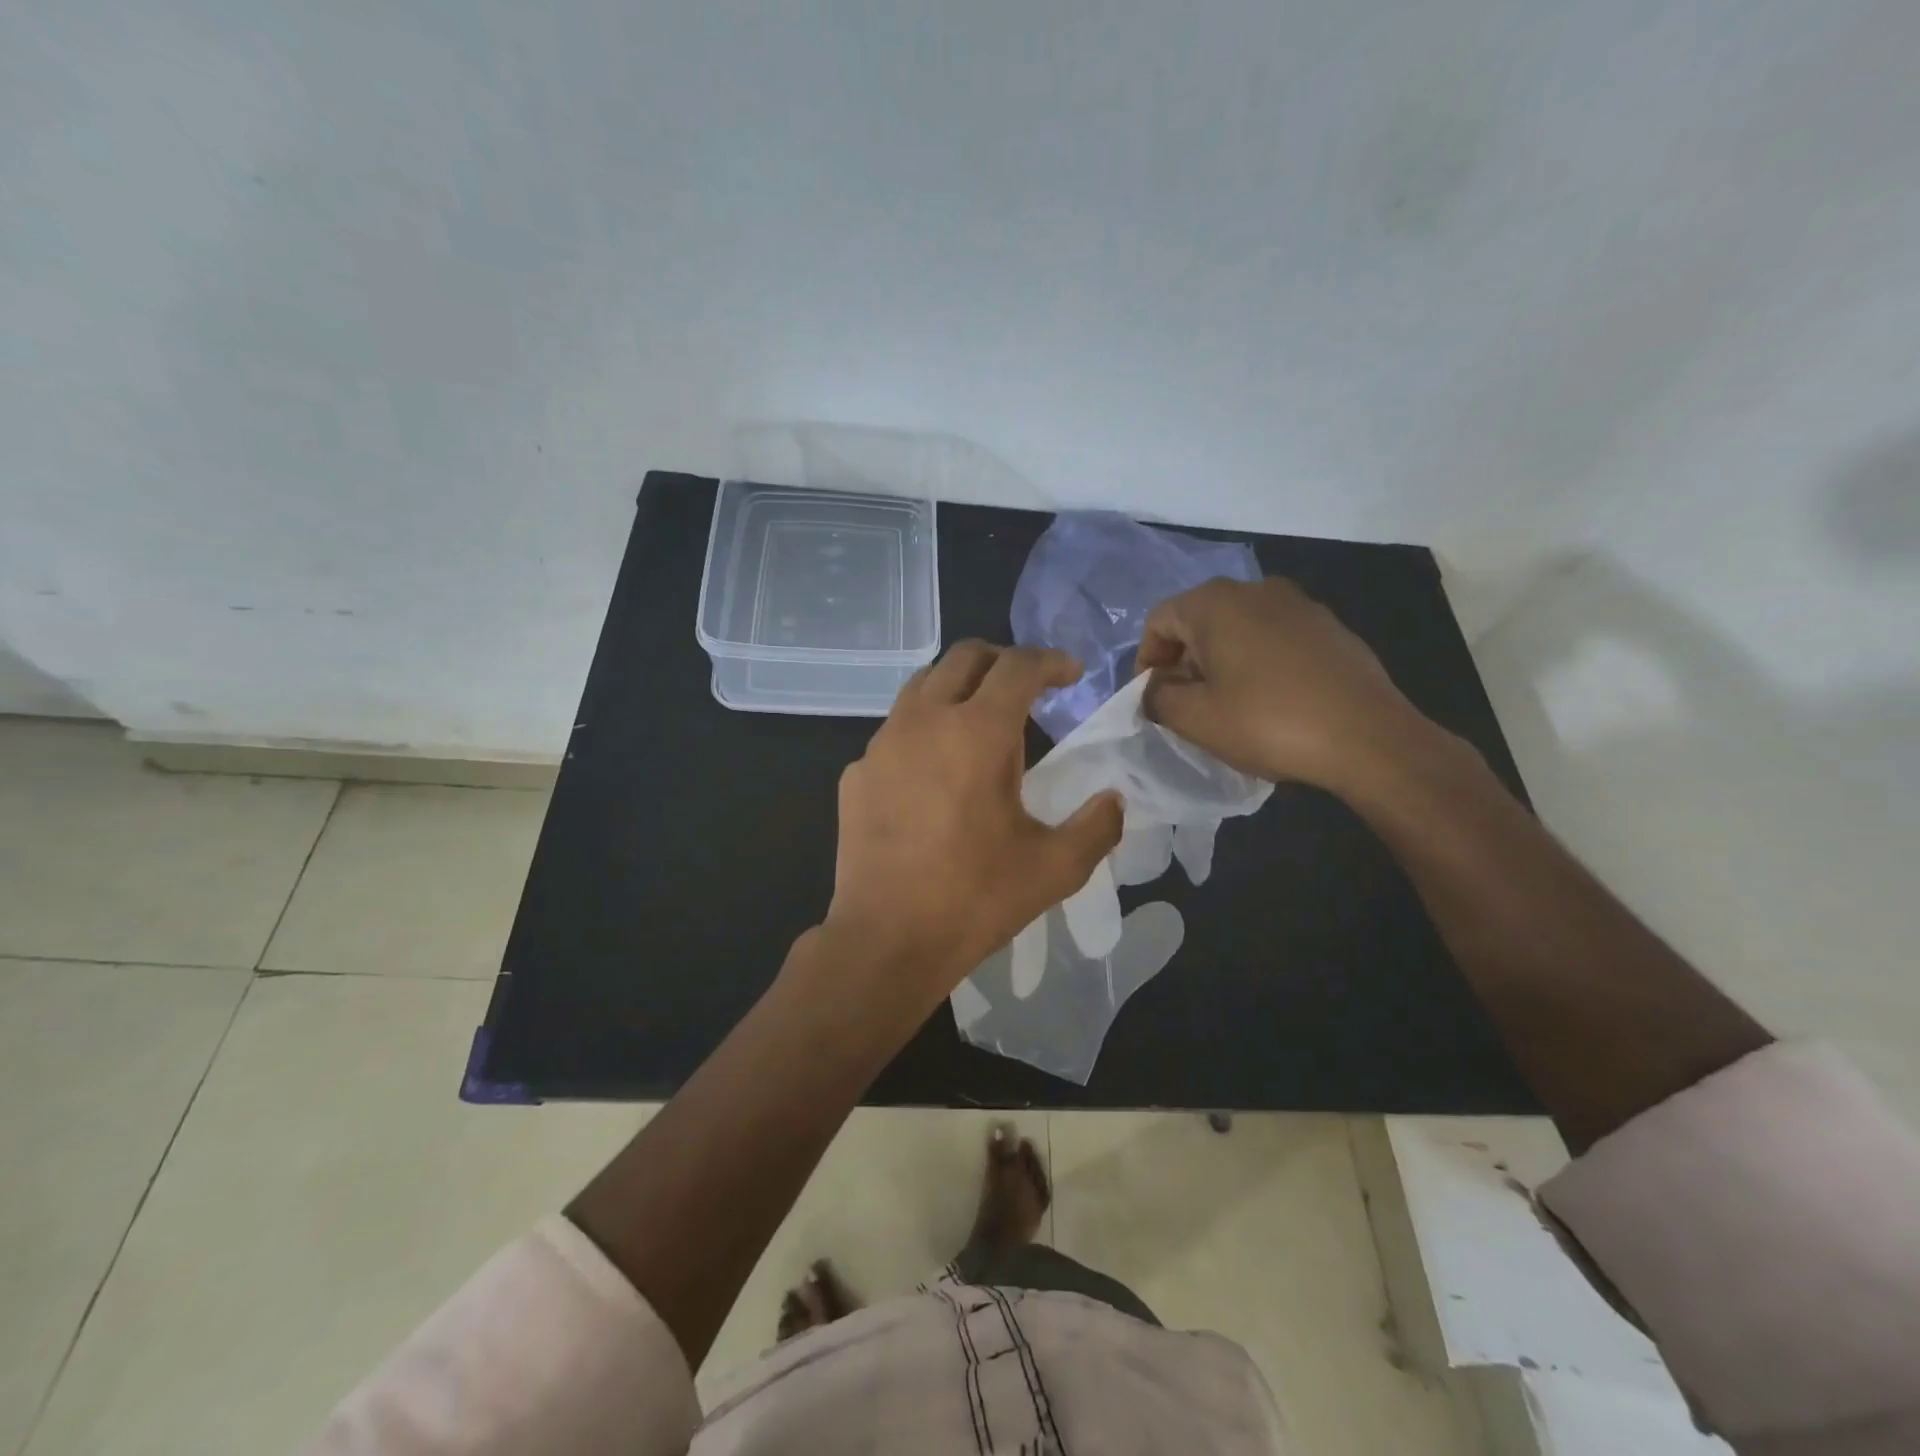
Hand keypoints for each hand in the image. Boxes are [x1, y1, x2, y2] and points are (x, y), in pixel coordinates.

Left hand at [822, 642, 1123, 1014]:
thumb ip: (1097, 826)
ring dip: (958, 686)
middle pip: (964, 657)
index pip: (1018, 666)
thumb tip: (1114, 800)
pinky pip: (894, 731)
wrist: (886, 939)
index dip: (1051, 661)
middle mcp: (924, 721)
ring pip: (922, 685)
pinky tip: (934, 773)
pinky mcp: (856, 773)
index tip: (1070, 674)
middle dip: (1002, 660)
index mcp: (978, 732)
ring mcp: (882, 744)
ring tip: (979, 719)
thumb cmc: (975, 899)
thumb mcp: (1055, 868)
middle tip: (1027, 686)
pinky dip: (923, 731)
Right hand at [1135, 577, 1445, 793]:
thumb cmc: (1267, 723)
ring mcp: (1298, 604)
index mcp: (1215, 603)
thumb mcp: (1194, 718)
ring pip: (1238, 628)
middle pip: (1199, 620)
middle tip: (1185, 703)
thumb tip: (1154, 688)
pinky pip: (1274, 637)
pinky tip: (1270, 699)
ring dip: (1221, 660)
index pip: (1159, 621)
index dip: (1146, 660)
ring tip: (1227, 703)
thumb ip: (1157, 697)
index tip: (1152, 697)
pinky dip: (1258, 661)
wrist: (1367, 737)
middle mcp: (1255, 589)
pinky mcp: (1329, 626)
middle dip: (1183, 660)